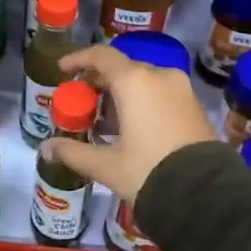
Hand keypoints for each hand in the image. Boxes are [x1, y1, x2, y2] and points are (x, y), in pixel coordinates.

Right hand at [48, 45, 216, 206]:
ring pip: (144, 82)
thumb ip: (73, 152)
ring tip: (105, 120)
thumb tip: (45, 149)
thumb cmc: (148, 172)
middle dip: (100, 82)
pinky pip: (161, 94)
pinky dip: (142, 102)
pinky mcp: (194, 107)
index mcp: (135, 81)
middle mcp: (160, 76)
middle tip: (82, 102)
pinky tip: (131, 129)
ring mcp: (181, 90)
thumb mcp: (106, 165)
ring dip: (122, 94)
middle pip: (123, 69)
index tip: (63, 70)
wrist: (205, 195)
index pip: (102, 56)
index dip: (79, 59)